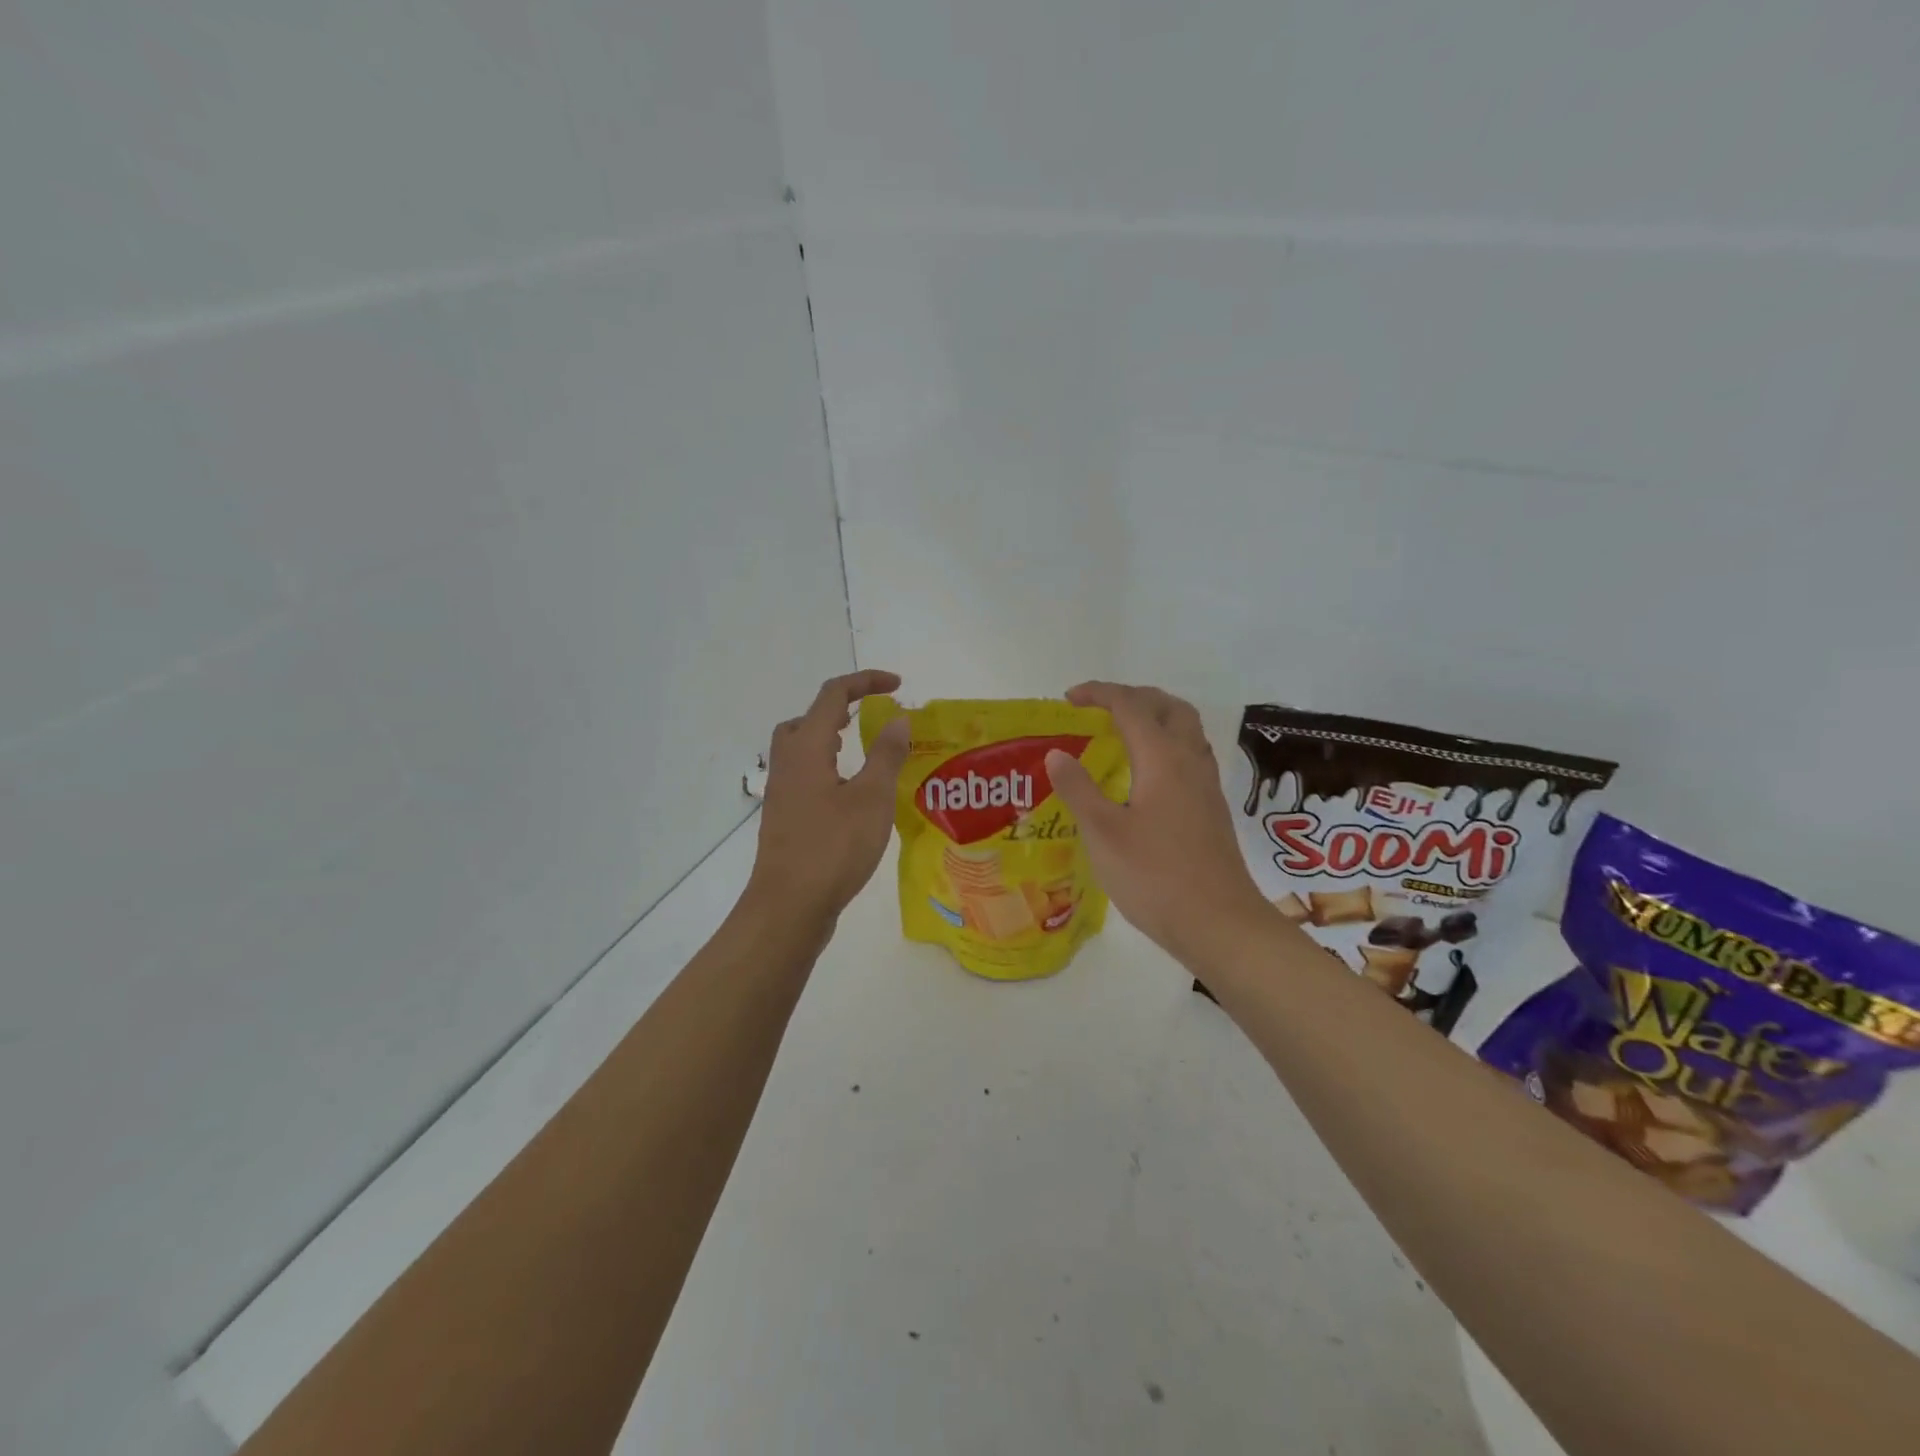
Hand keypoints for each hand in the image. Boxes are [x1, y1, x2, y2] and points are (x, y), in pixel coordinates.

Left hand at [745, 669, 911, 924]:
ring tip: (861, 752)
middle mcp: (787, 764)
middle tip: (868, 718)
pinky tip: (851, 795)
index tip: (897, 686)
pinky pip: (804, 776)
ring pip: (801, 749)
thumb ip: (886, 754)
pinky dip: (827, 769)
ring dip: (830, 740)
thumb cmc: (833, 847)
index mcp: (806, 748)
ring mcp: (782, 793)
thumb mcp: (872, 797)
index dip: (865, 682)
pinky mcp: (785, 818)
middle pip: (805, 719)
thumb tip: (897, 718)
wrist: (789, 906)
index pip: (832, 695)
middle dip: (838, 710)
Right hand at [1045, 681, 1271, 962]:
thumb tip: (1057, 754)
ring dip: (1154, 717)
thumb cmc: (1155, 876)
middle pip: (1168, 707)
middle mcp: (1190, 761)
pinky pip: (1189, 755)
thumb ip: (1078, 789)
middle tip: (1099, 709)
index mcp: (1163, 758)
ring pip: (1185, 729)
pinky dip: (1165, 744)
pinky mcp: (1211, 808)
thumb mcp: (1104, 833)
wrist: (1219, 923)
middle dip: (1132, 697)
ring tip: (1121, 734)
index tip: (1068, 699)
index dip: (1098, 694)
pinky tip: (1145, 776)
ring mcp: (1206, 785)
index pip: (1130, 706)